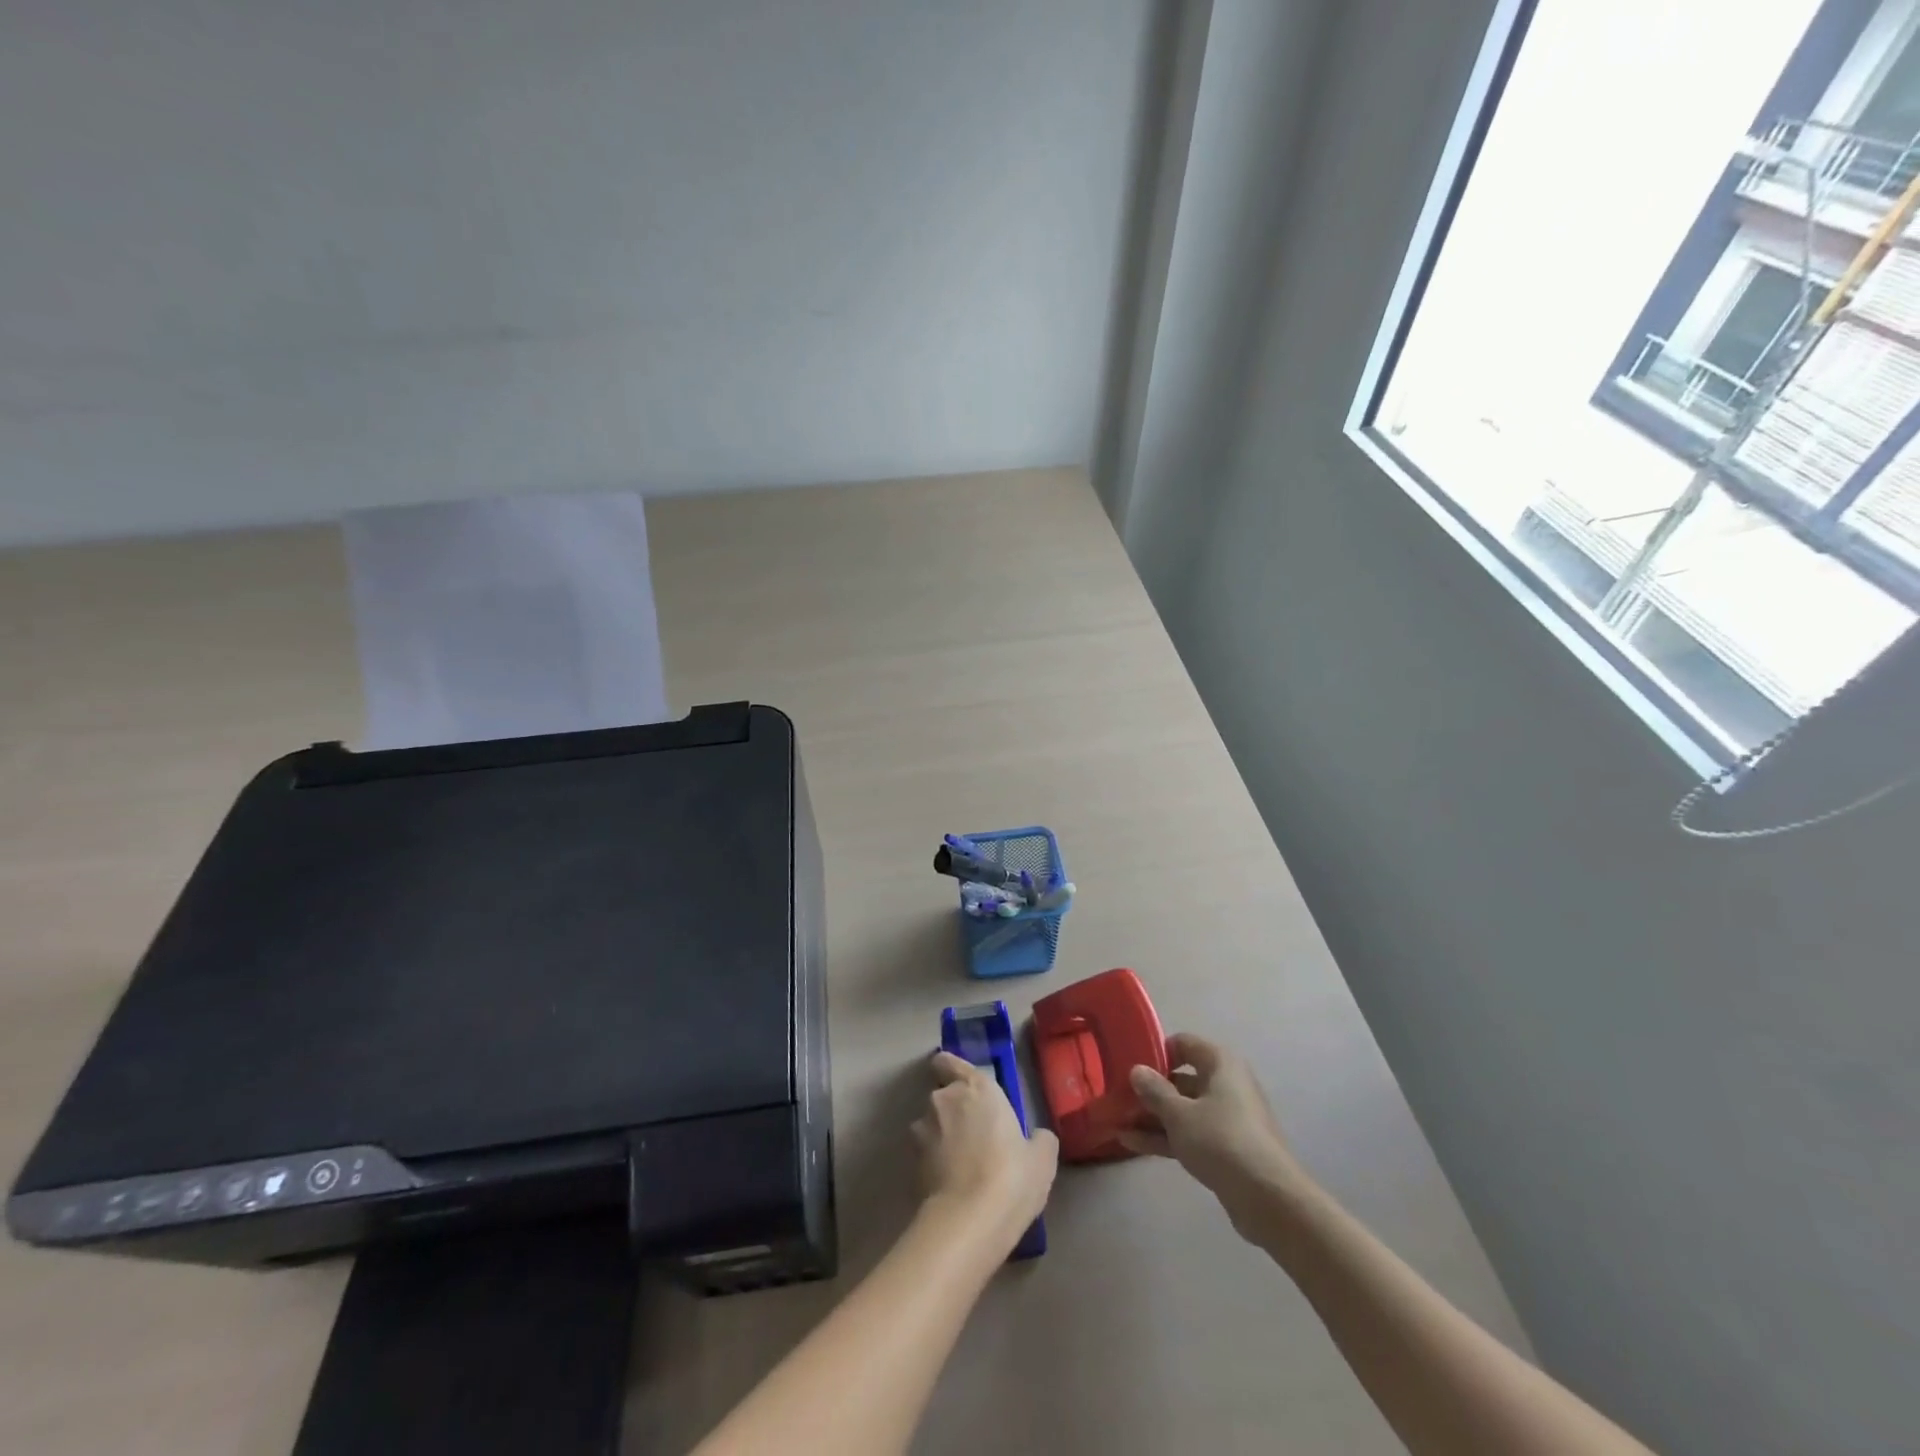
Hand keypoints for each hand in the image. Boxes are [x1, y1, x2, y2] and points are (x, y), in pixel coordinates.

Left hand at [913, 1052, 1058, 1248]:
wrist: (968, 1221)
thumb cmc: (1011, 1177)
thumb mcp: (1042, 1159)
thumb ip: (1038, 1139)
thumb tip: (1036, 1137)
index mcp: (976, 1087)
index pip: (948, 1061)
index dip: (950, 1070)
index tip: (963, 1087)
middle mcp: (944, 1098)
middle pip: (942, 1094)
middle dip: (953, 1110)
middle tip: (974, 1136)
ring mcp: (922, 1129)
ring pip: (930, 1124)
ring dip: (941, 1136)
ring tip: (961, 1165)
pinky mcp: (910, 1161)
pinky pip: (924, 1153)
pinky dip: (934, 1162)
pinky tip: (951, 1184)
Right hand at [1120, 1033, 1307, 1232]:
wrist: (1268, 1199)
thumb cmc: (1221, 1140)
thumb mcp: (1179, 1114)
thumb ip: (1154, 1091)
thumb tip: (1137, 1070)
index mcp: (1221, 1064)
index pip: (1184, 1044)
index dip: (1157, 1051)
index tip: (1130, 1064)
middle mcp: (1226, 1085)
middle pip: (1181, 1079)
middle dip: (1150, 1089)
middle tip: (1118, 1095)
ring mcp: (1227, 1118)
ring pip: (1183, 1110)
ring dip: (1152, 1116)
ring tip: (1116, 1120)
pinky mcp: (1225, 1148)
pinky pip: (1190, 1133)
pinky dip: (1164, 1136)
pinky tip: (1130, 1143)